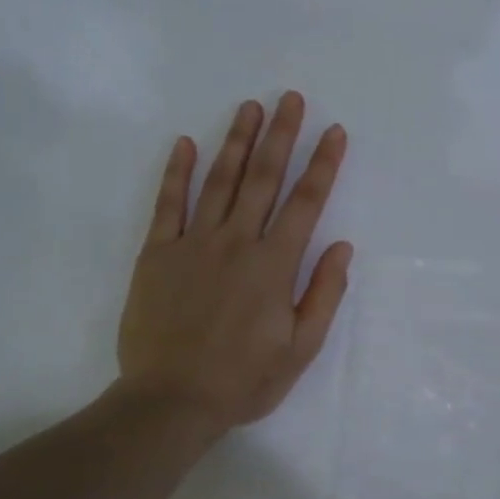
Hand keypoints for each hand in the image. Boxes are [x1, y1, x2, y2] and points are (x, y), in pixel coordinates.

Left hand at [118, 92, 353, 432]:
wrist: (172, 400)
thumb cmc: (243, 381)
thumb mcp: (300, 349)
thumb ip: (323, 295)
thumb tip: (342, 248)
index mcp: (274, 265)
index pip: (305, 204)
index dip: (323, 165)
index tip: (334, 132)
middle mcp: (236, 242)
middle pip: (263, 179)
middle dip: (281, 136)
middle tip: (290, 98)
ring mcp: (193, 244)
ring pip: (219, 181)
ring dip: (237, 142)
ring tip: (250, 108)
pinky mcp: (157, 254)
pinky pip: (168, 204)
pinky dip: (176, 173)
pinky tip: (185, 144)